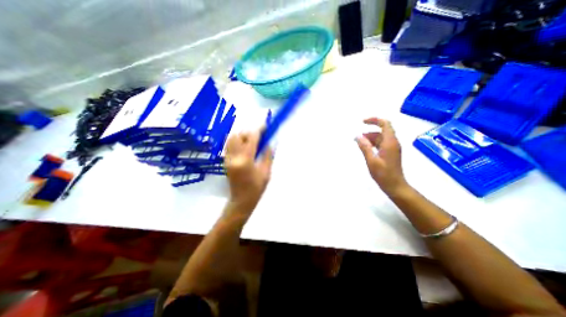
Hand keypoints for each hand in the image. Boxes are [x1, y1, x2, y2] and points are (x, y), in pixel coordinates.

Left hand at [223, 130, 274, 211]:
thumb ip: (268, 155)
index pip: (252, 138)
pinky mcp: (225, 161)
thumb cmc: (256, 188)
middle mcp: (234, 157)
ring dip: (242, 136)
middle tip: (259, 137)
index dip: (259, 130)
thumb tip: (271, 142)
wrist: (241, 201)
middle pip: (239, 135)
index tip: (265, 126)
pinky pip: (229, 145)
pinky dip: (237, 142)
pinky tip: (245, 148)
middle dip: (249, 133)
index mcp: (246, 160)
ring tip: (252, 142)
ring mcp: (227, 158)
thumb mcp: (266, 172)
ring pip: (232, 139)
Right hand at [357, 118, 406, 194]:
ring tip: (359, 144)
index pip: (385, 124)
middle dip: (369, 132)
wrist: (395, 186)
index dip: (374, 120)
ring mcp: (392, 148)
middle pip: (382, 131)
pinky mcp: (390, 153)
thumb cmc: (383, 174)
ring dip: (370, 138)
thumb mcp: (371, 160)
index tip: (362, 122)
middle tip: (357, 139)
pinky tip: (366, 149)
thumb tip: (357, 136)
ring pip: (381, 137)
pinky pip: (381, 143)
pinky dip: (373, 143)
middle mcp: (393, 142)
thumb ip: (364, 147)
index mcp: (390, 142)